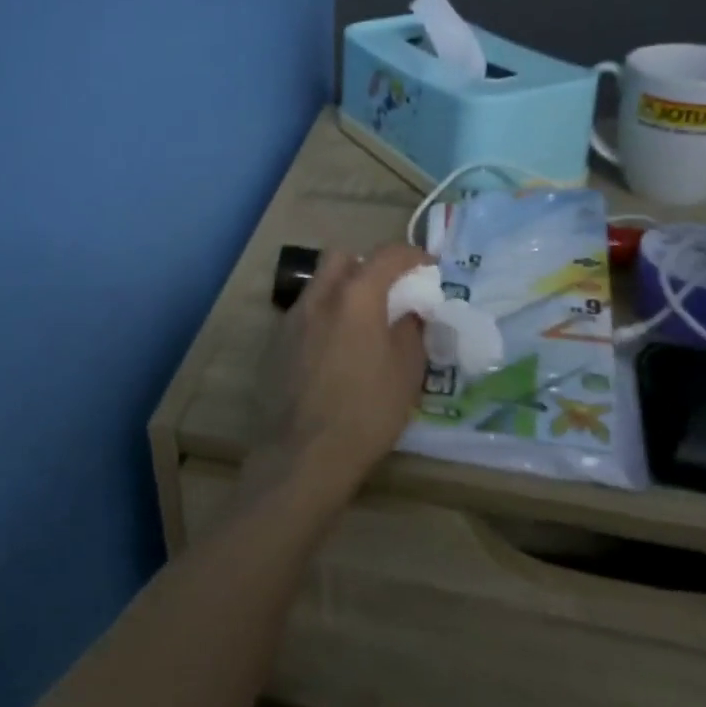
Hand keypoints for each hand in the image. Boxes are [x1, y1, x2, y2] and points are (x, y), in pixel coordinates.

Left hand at [255, 244, 430, 508]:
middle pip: (341, 257)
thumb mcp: (407, 372)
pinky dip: (325, 315)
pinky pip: (306, 312)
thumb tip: (409, 312)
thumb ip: (411, 330)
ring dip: (343, 290)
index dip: (411, 255)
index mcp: (355, 296)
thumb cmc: (367, 411)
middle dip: (367, 264)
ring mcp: (292, 318)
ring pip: (319, 284)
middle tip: (388, 291)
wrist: (305, 452)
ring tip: (363, 322)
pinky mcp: (277, 342)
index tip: (428, 267)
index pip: (386, 254)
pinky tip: (337, 348)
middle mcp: (319, 296)